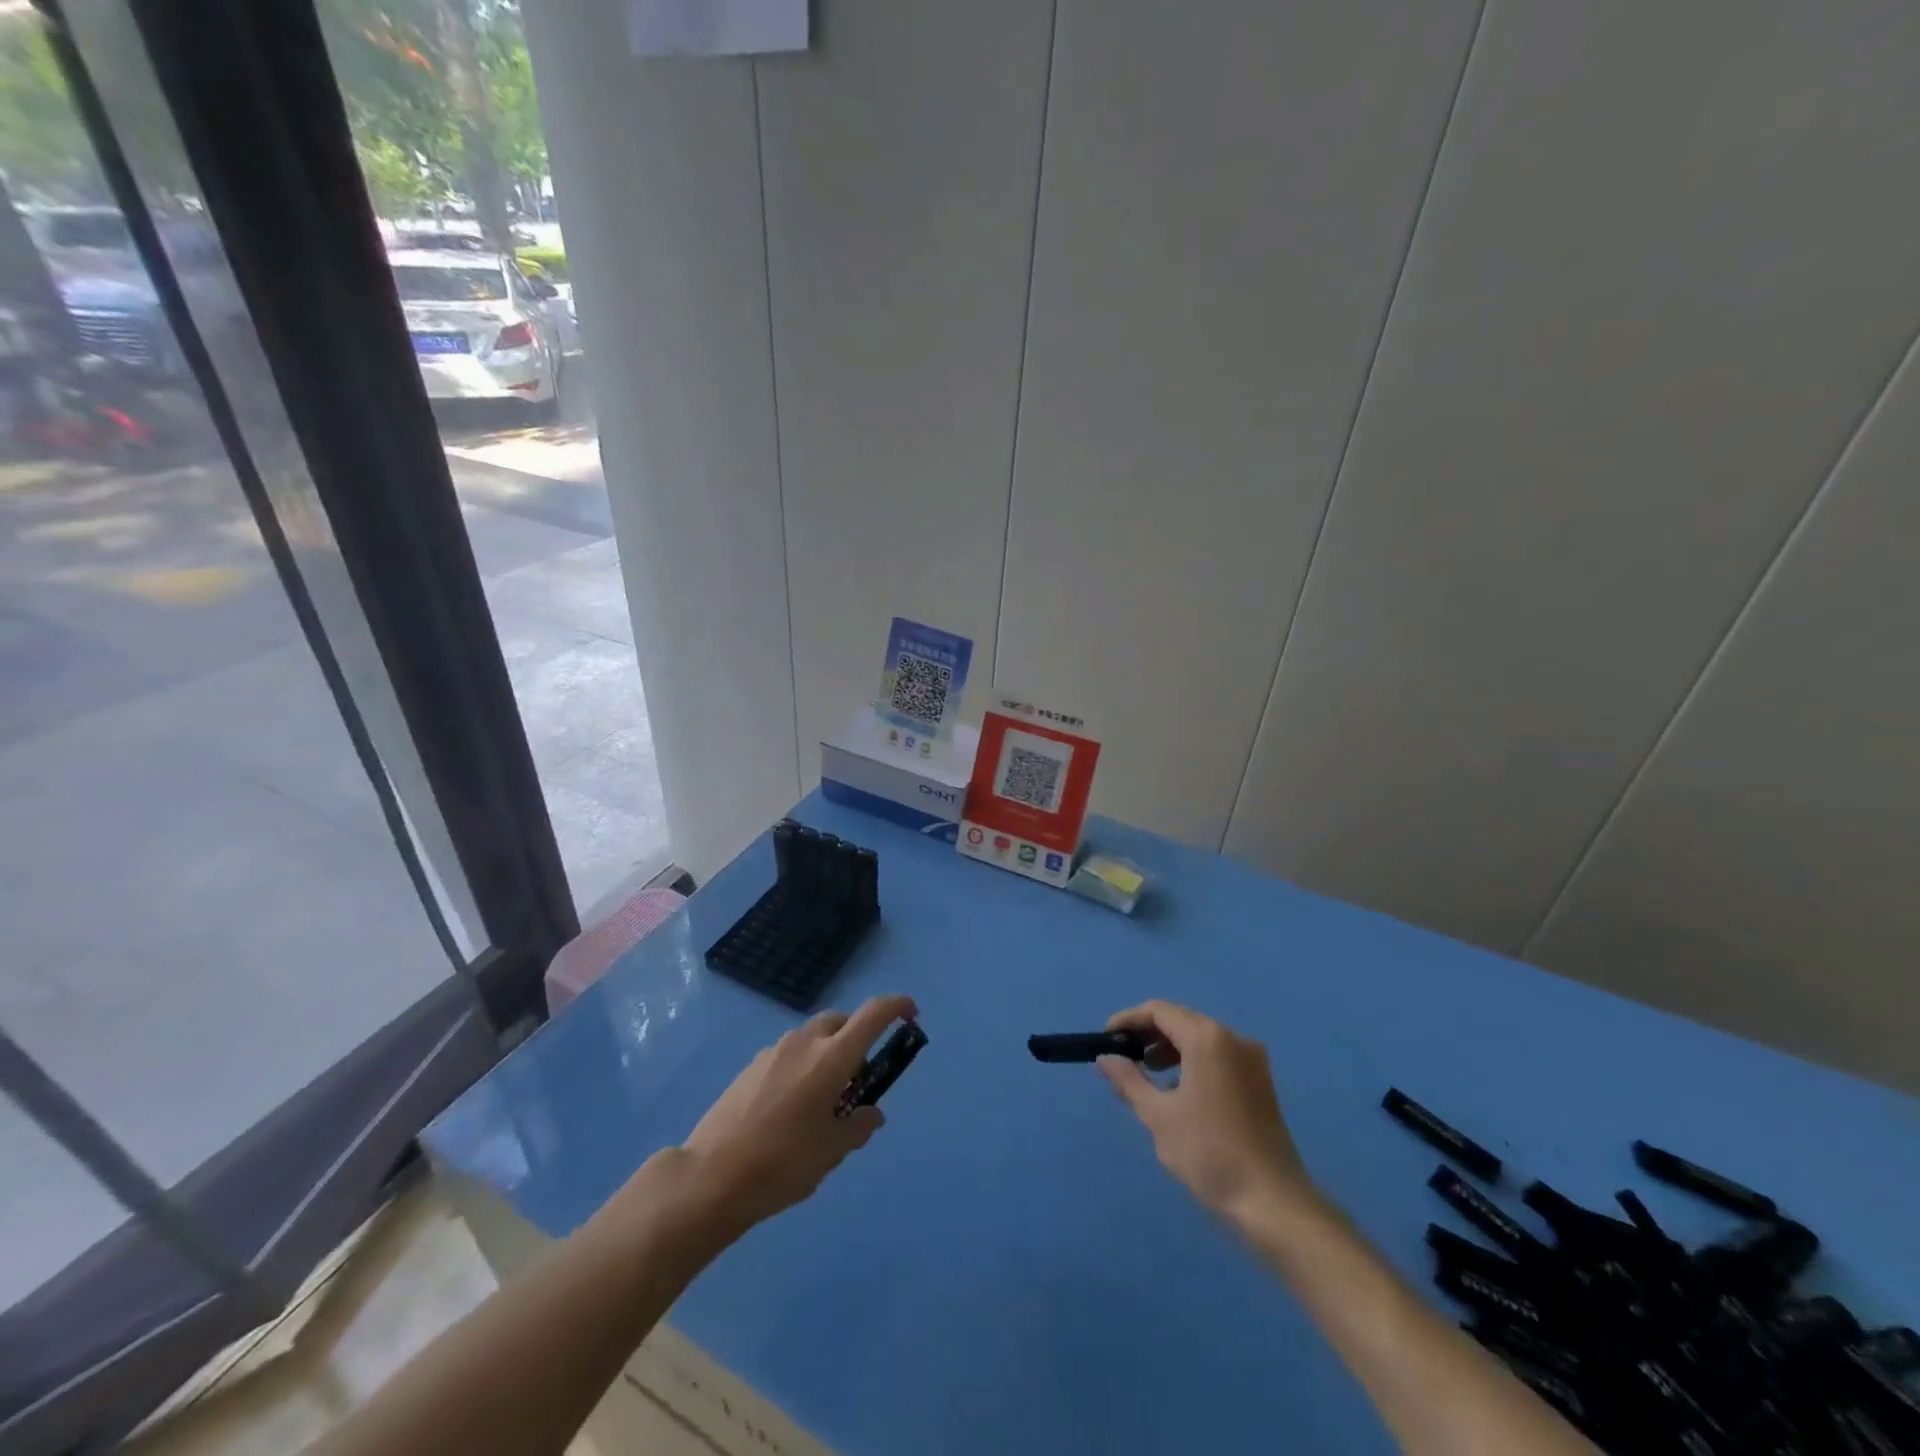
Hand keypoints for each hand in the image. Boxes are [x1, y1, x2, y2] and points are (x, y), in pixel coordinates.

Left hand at [676, 995, 916, 1232]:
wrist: (709, 1178)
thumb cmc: (782, 1164)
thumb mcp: (830, 1152)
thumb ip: (857, 1127)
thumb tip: (872, 1114)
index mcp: (831, 1058)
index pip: (873, 1014)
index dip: (896, 1007)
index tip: (911, 1014)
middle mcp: (804, 1043)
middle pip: (841, 1021)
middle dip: (857, 1037)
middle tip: (859, 1078)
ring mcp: (773, 1051)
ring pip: (812, 1037)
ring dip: (828, 1053)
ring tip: (823, 1100)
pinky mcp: (750, 1067)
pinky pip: (789, 1054)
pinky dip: (802, 1065)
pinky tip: (791, 1107)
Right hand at [1098, 1000, 1314, 1222]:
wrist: (1274, 1204)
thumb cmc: (1210, 1153)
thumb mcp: (1159, 1116)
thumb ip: (1128, 1080)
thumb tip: (1105, 1057)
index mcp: (1207, 1038)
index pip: (1159, 1011)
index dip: (1128, 1020)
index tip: (1106, 1040)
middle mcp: (1233, 1038)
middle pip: (1181, 1021)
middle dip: (1148, 1035)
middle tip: (1123, 1059)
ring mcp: (1252, 1060)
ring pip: (1200, 1039)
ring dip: (1169, 1049)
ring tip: (1146, 1076)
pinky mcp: (1261, 1082)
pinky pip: (1218, 1056)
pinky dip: (1192, 1062)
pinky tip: (1178, 1091)